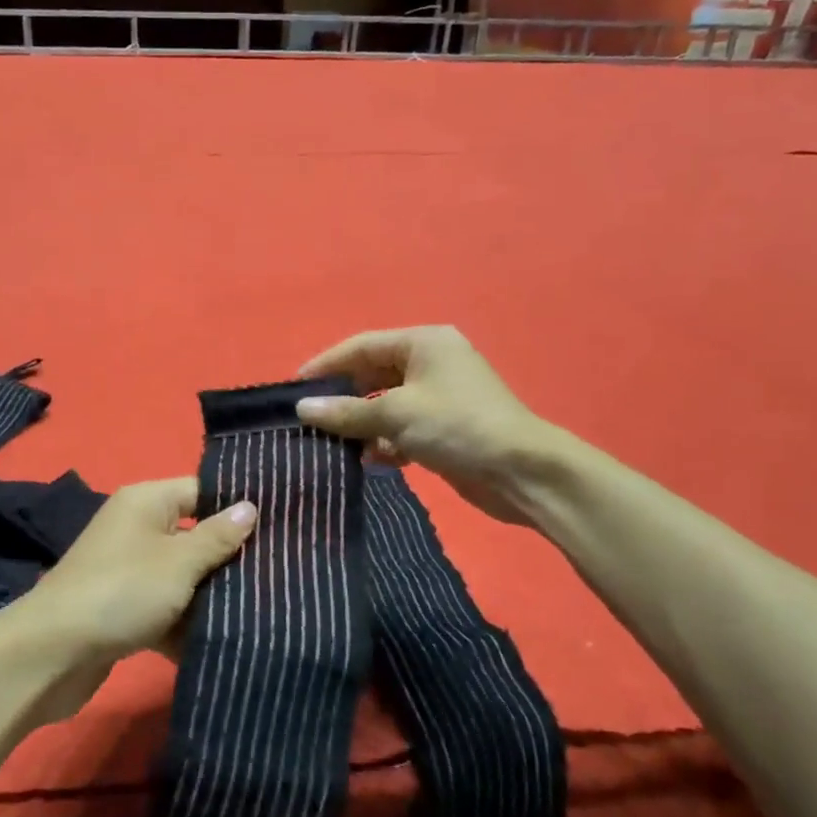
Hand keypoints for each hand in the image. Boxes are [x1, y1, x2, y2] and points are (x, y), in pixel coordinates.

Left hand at [6, 478, 256, 724]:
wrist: (52, 654)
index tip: (280, 527)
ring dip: (211, 595)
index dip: (238, 507)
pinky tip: (223, 641)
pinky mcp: (123, 608)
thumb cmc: (122, 591)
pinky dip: (186, 624)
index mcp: (146, 501)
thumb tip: (250, 506)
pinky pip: (165, 608)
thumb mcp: (179, 562)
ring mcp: (128, 570)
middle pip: (194, 535)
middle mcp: (136, 528)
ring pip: (182, 576)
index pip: (202, 491)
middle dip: (230, 557)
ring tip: (262, 609)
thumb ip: (218, 537)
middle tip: (279, 573)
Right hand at [295, 326, 555, 525]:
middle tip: (309, 420)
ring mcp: (440, 396)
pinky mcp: (445, 427)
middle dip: (343, 399)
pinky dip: (385, 441)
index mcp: (423, 343)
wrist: (523, 473)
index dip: (326, 365)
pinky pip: (403, 427)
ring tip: (334, 444)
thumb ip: (346, 411)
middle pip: (373, 375)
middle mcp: (431, 362)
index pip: (361, 346)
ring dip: (362, 424)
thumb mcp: (396, 415)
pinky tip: (370, 460)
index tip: (293, 388)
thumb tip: (302, 410)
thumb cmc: (457, 427)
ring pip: (386, 405)